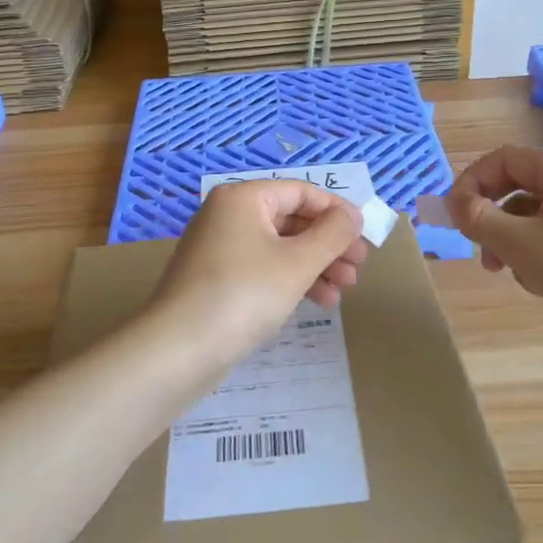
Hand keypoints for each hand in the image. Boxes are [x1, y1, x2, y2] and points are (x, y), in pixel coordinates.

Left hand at [150, 180, 368, 364]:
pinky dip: (292, 281)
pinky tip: (318, 302)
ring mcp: (220, 248)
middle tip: (358, 268)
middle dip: (329, 244)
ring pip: (280, 247)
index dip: (337, 212)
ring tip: (344, 290)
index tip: (365, 236)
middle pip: (292, 220)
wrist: (178, 350)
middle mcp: (228, 215)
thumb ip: (332, 235)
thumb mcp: (297, 263)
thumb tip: (354, 215)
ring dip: (316, 266)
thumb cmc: (243, 295)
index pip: (301, 192)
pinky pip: (264, 269)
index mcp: (243, 199)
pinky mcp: (217, 280)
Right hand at [447, 146, 542, 364]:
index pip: (502, 160)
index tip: (452, 219)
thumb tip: (453, 204)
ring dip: (515, 243)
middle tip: (483, 256)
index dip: (470, 185)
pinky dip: (540, 253)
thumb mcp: (523, 247)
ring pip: (535, 214)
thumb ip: (480, 220)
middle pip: (518, 187)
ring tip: (519, 277)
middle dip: (494, 222)